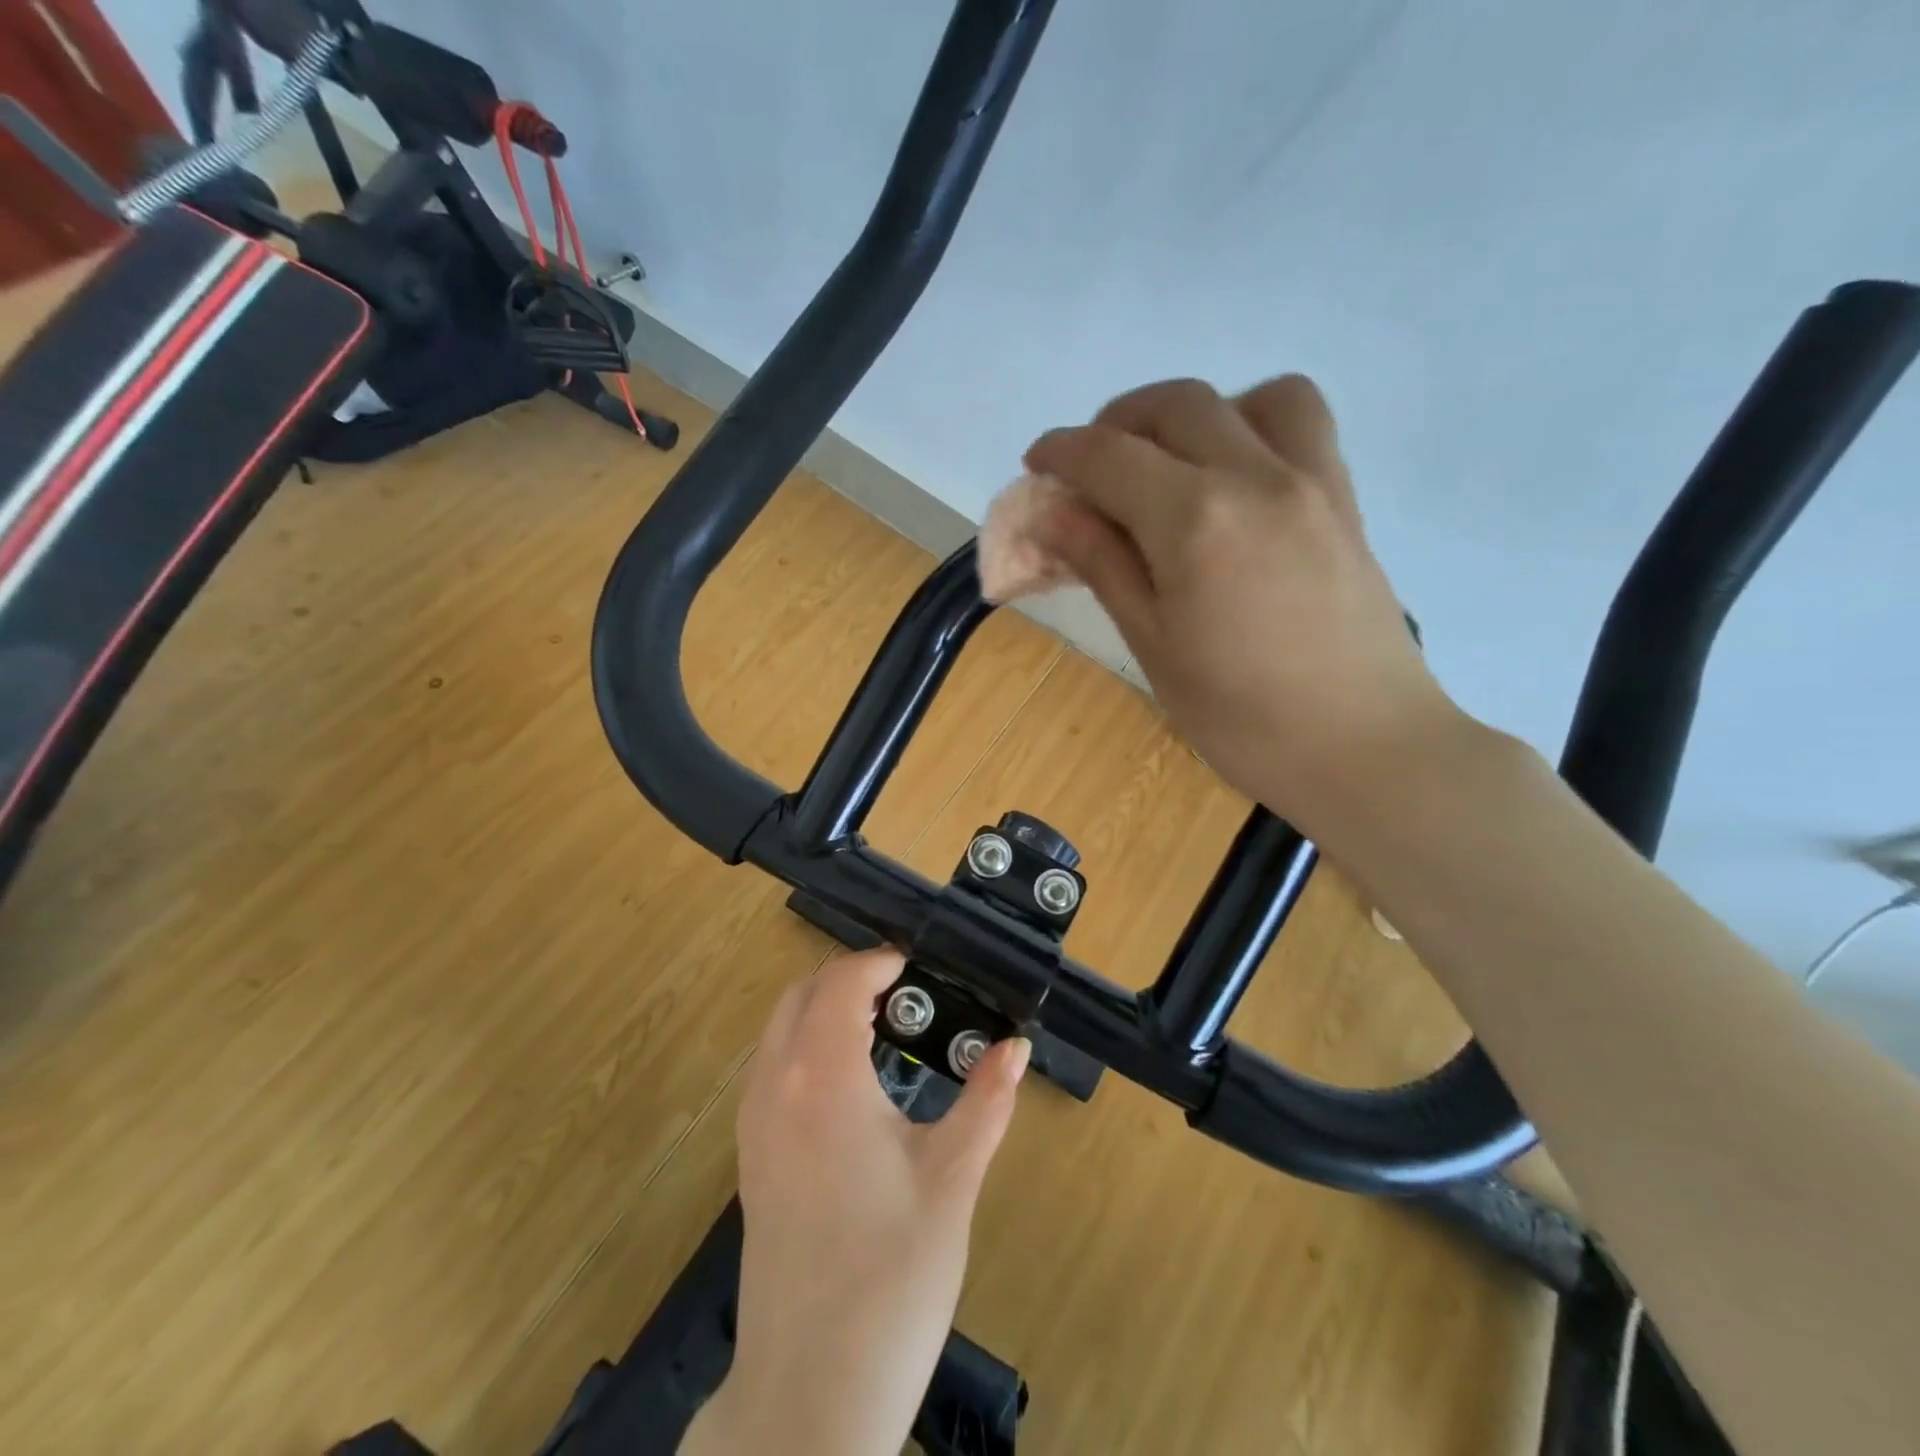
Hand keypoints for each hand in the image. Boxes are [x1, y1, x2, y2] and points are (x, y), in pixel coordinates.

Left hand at [683, 951, 1029, 1455]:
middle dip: (850, 978)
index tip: (921, 966)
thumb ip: (987, 1101)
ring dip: (824, 1009)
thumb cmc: (890, 1276)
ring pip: (780, 1029)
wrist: (809, 1391)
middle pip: (802, 994)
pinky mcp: (750, 1157)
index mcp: (823, 1078)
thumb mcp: (951, 1180)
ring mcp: (753, 1123)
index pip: (842, 982)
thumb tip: (1017, 1047)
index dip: (881, 961)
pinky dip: (806, 1045)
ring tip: (886, 1028)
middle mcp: (775, 1086)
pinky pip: (771, 1069)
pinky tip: (853, 1084)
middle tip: (908, 993)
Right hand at [1023, 375, 1462, 827]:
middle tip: (1090, 470)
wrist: (1363, 748)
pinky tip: (1234, 480)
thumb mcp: (1152, 644)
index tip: (1036, 465)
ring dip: (1194, 415)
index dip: (1061, 451)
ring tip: (1169, 465)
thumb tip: (1051, 512)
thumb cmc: (1240, 716)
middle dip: (1116, 422)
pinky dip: (1254, 424)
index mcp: (1194, 520)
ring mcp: (1311, 480)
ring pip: (1248, 395)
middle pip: (1174, 405)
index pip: (1109, 455)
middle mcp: (1255, 476)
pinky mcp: (1343, 499)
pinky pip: (1301, 423)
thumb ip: (1101, 563)